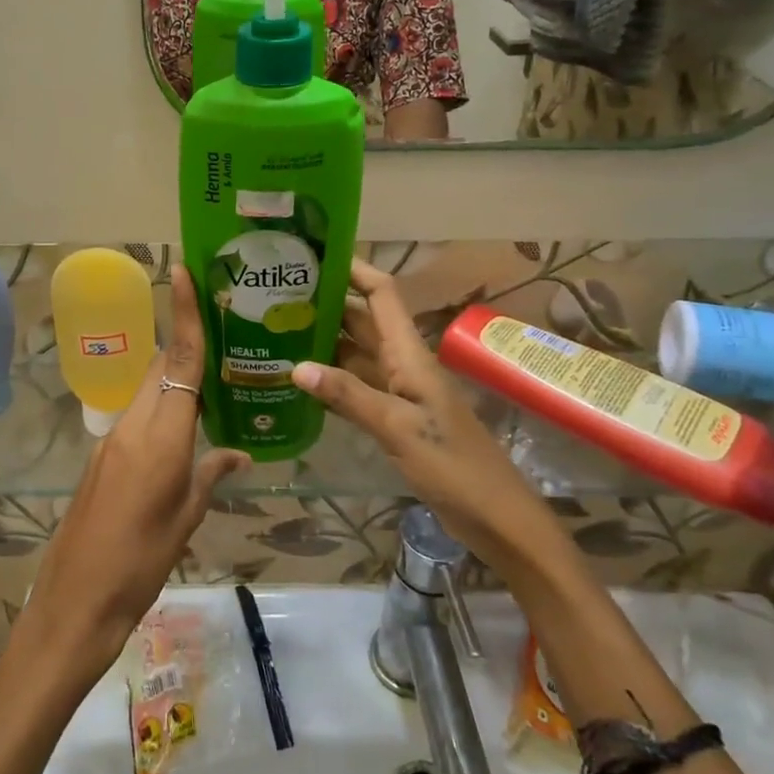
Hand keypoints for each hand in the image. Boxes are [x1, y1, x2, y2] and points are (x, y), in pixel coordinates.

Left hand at [20, 268, 247, 682]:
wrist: (74, 602)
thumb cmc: (140, 564)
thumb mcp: (187, 519)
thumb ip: (211, 475)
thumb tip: (238, 453)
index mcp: (160, 437)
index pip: (180, 362)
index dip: (184, 315)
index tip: (182, 272)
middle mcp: (132, 426)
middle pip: (160, 367)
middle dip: (185, 343)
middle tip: (222, 333)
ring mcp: (111, 440)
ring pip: (146, 390)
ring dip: (173, 378)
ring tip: (211, 381)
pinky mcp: (101, 457)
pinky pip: (135, 416)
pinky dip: (159, 408)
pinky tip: (180, 431)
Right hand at [290, 260, 542, 568]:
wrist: (496, 517)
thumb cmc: (453, 465)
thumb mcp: (398, 428)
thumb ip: (348, 396)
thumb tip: (296, 366)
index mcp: (409, 354)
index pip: (382, 294)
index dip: (354, 270)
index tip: (315, 256)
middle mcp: (402, 364)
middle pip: (362, 321)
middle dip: (327, 304)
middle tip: (277, 296)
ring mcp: (399, 392)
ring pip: (356, 355)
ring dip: (324, 342)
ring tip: (278, 332)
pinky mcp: (395, 419)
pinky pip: (356, 389)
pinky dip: (330, 382)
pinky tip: (300, 384)